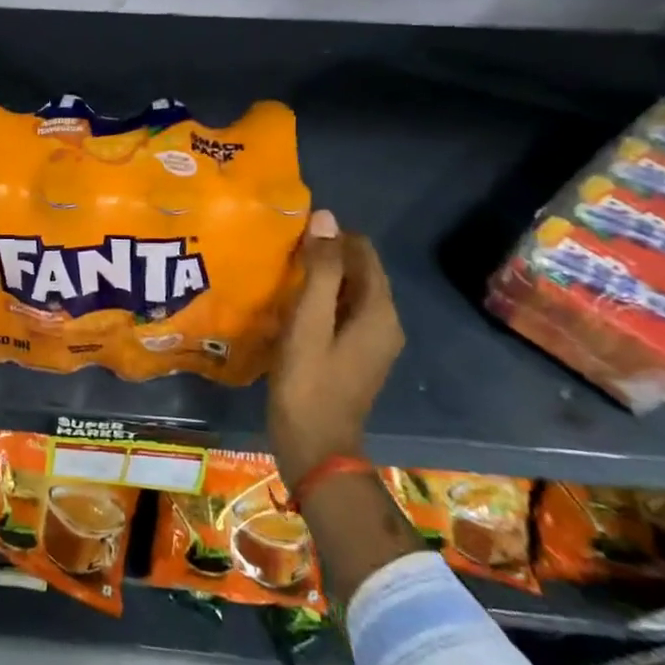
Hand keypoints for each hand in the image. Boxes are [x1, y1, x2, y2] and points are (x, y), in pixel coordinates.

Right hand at [267, 208, 404, 486]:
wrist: (315, 447)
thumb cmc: (308, 382)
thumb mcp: (309, 322)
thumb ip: (320, 270)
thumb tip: (326, 218)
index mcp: (379, 311)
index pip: (362, 251)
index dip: (330, 236)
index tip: (292, 234)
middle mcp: (385, 322)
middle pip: (358, 271)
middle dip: (324, 256)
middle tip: (281, 252)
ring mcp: (372, 342)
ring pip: (348, 293)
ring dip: (320, 279)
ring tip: (280, 274)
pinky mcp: (356, 356)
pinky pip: (342, 313)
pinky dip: (320, 302)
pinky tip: (289, 307)